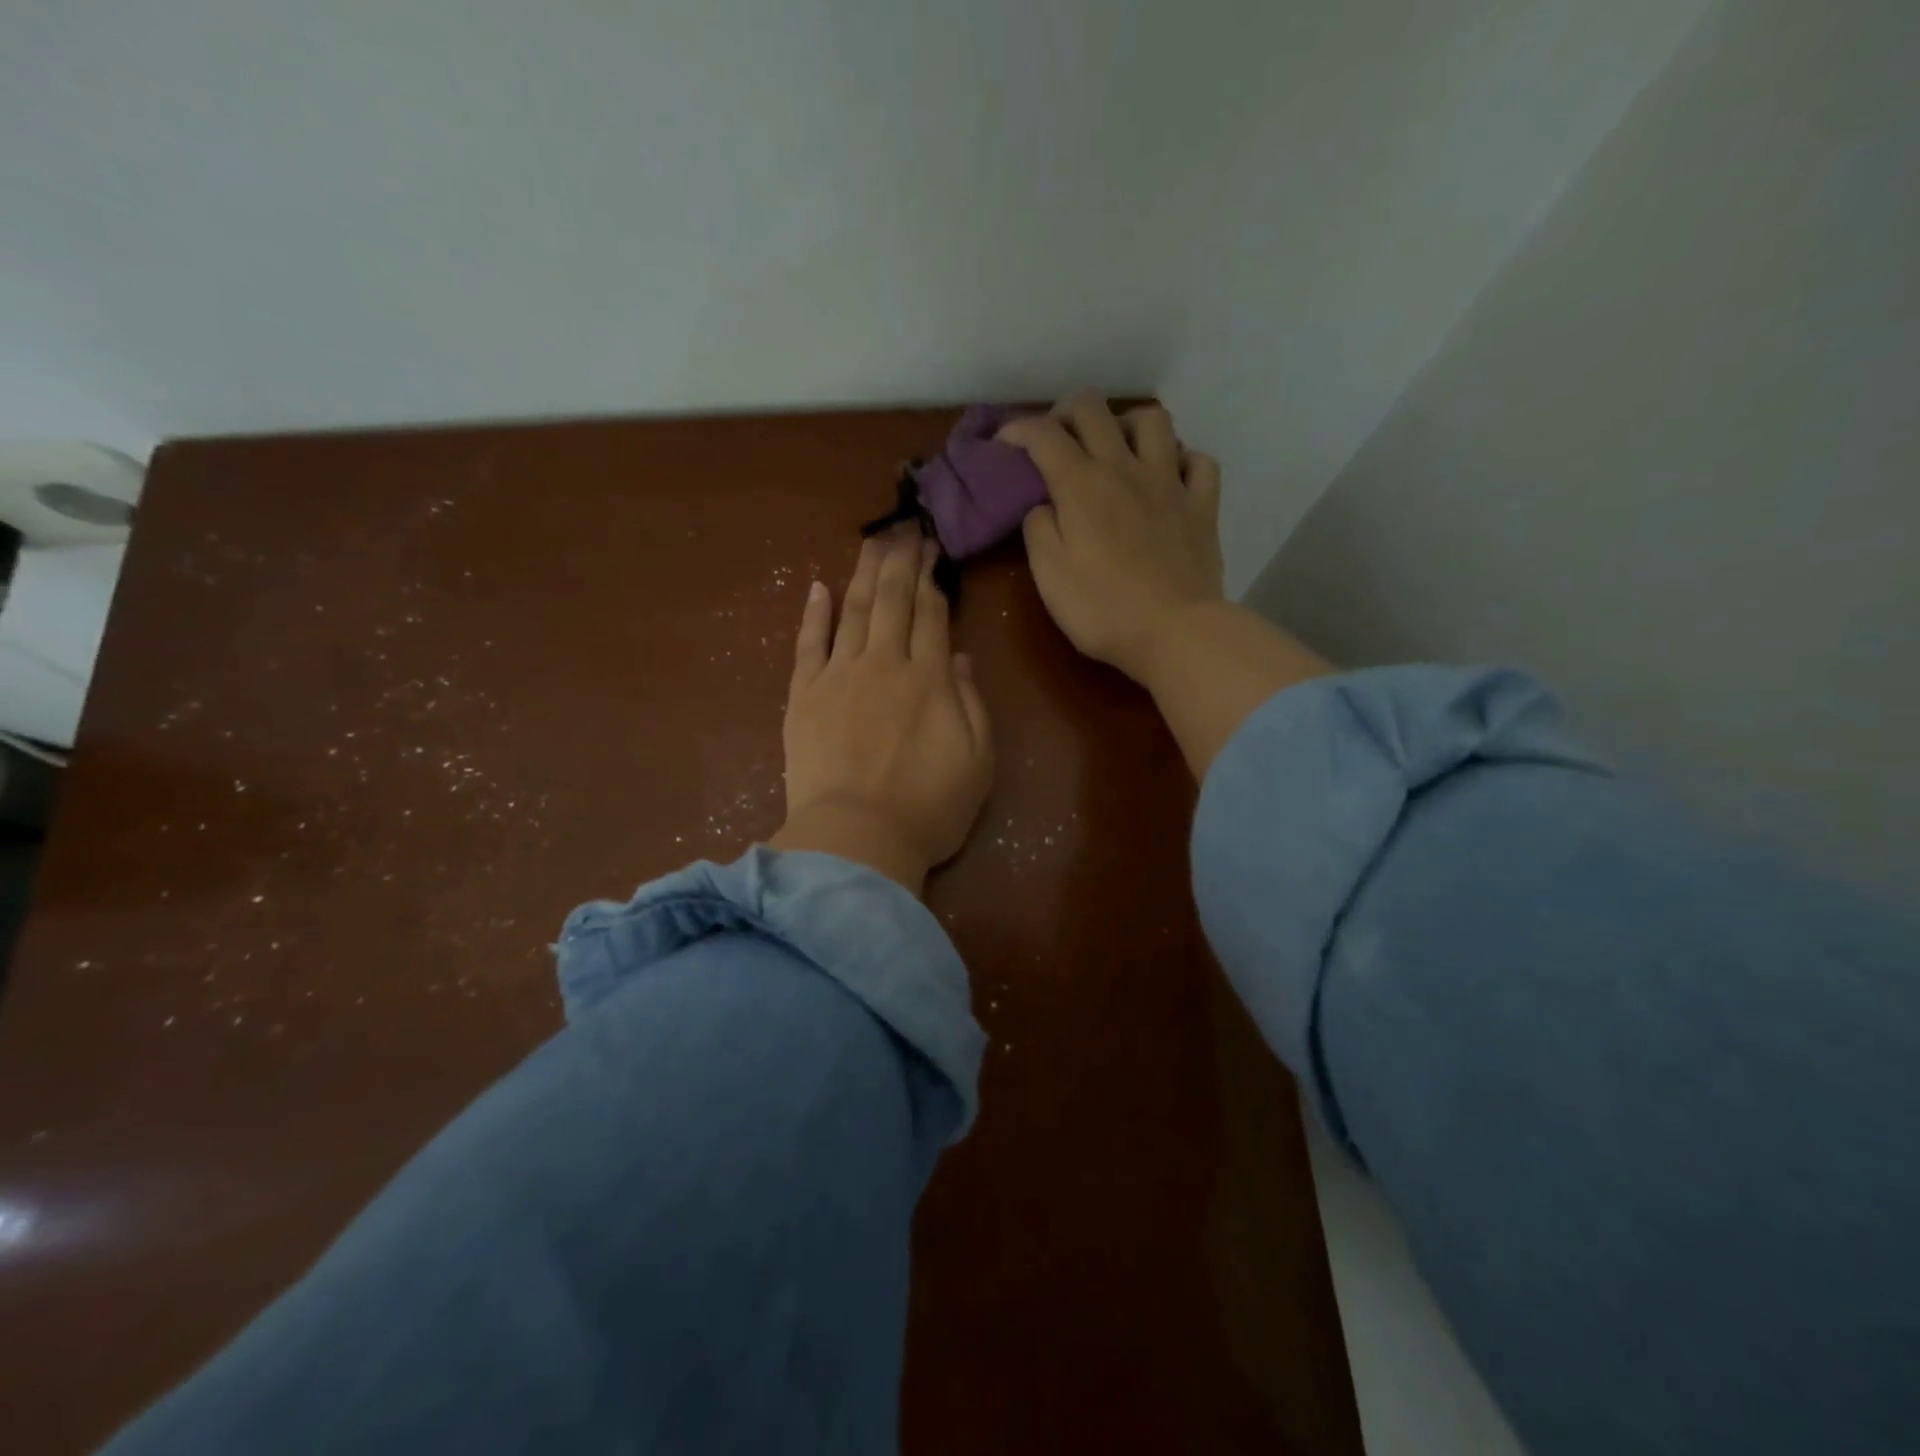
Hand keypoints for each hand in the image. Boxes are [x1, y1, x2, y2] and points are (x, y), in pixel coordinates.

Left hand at [769, 529, 993, 894]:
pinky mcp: (803, 695)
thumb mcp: (978, 762)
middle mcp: (885, 664)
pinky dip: (814, 613)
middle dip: (902, 561)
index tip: (933, 552)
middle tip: (905, 528)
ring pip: (854, 611)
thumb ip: (973, 704)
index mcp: (930, 679)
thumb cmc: (929, 809)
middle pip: (894, 601)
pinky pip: (808, 643)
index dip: (934, 580)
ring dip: (864, 573)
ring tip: (872, 541)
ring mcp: (839, 675)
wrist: (857, 839)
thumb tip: (958, 658)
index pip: (932, 615)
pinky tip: (819, 586)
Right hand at [999, 392, 1224, 684]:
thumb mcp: (1049, 575)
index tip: (1003, 445)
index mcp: (1081, 485)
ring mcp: (1170, 482)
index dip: (1017, 430)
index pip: (1044, 435)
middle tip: (1055, 438)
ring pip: (1152, 421)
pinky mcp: (1202, 505)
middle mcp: (1125, 468)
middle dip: (1065, 412)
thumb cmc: (1102, 609)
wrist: (1174, 631)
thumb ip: (1038, 529)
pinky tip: (1168, 476)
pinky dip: (1180, 460)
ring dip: (1126, 424)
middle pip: (1094, 409)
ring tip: (1115, 448)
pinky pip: (1198, 461)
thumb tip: (1043, 504)